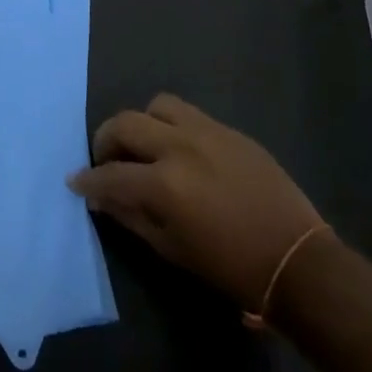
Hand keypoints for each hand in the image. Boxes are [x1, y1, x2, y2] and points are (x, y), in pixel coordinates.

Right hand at [70, 94, 324, 313]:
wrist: (296, 259)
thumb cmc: (229, 266)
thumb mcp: (171, 249)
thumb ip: (131, 216)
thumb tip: (100, 197)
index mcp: (164, 184)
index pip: (111, 174)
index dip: (88, 179)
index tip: (76, 181)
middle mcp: (180, 147)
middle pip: (126, 123)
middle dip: (106, 140)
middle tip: (106, 160)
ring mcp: (207, 132)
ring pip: (158, 106)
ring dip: (143, 123)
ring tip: (145, 147)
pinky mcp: (230, 131)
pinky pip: (190, 115)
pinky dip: (173, 127)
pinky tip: (180, 152)